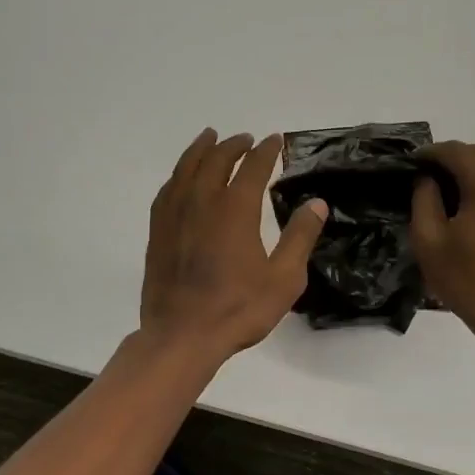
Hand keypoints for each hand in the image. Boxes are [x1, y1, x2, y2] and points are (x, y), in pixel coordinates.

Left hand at [141, 129, 326, 361]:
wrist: (182, 335)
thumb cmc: (238, 309)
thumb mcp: (284, 278)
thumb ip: (300, 237)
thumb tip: (316, 203)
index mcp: (235, 209)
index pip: (253, 167)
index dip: (265, 150)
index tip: (274, 140)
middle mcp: (202, 202)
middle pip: (216, 160)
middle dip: (233, 145)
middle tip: (245, 139)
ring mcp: (175, 215)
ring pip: (186, 168)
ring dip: (201, 150)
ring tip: (210, 138)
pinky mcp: (158, 232)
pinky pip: (167, 190)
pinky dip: (179, 174)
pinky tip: (182, 177)